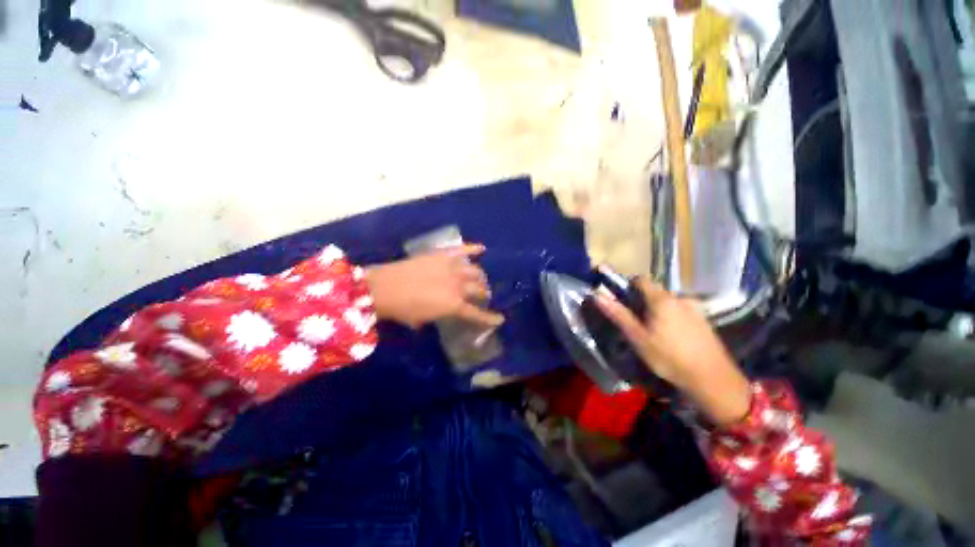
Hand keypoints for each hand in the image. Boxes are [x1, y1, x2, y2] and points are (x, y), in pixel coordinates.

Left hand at [365, 244, 504, 329]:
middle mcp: (458, 286)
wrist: (384, 288)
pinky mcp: (443, 255)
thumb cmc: (402, 309)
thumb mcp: (423, 319)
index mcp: (454, 305)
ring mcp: (452, 268)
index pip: (477, 313)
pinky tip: (481, 248)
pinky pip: (462, 250)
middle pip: (479, 290)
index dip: (490, 318)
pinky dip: (473, 248)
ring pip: (475, 271)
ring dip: (480, 276)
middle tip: (483, 295)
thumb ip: (438, 315)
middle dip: (484, 293)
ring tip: (480, 277)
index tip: (500, 319)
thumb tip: (443, 311)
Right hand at [595, 277, 750, 425]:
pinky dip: (671, 316)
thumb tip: (597, 295)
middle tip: (635, 320)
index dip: (628, 285)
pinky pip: (681, 310)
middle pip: (655, 290)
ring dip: (658, 309)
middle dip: (642, 300)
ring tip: (653, 330)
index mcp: (661, 299)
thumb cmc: (669, 357)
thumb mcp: (638, 338)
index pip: (641, 279)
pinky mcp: (704, 319)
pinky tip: (672, 335)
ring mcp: (694, 308)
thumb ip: (618, 314)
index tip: (621, 298)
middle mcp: (679, 298)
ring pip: (668, 301)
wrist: (713, 379)